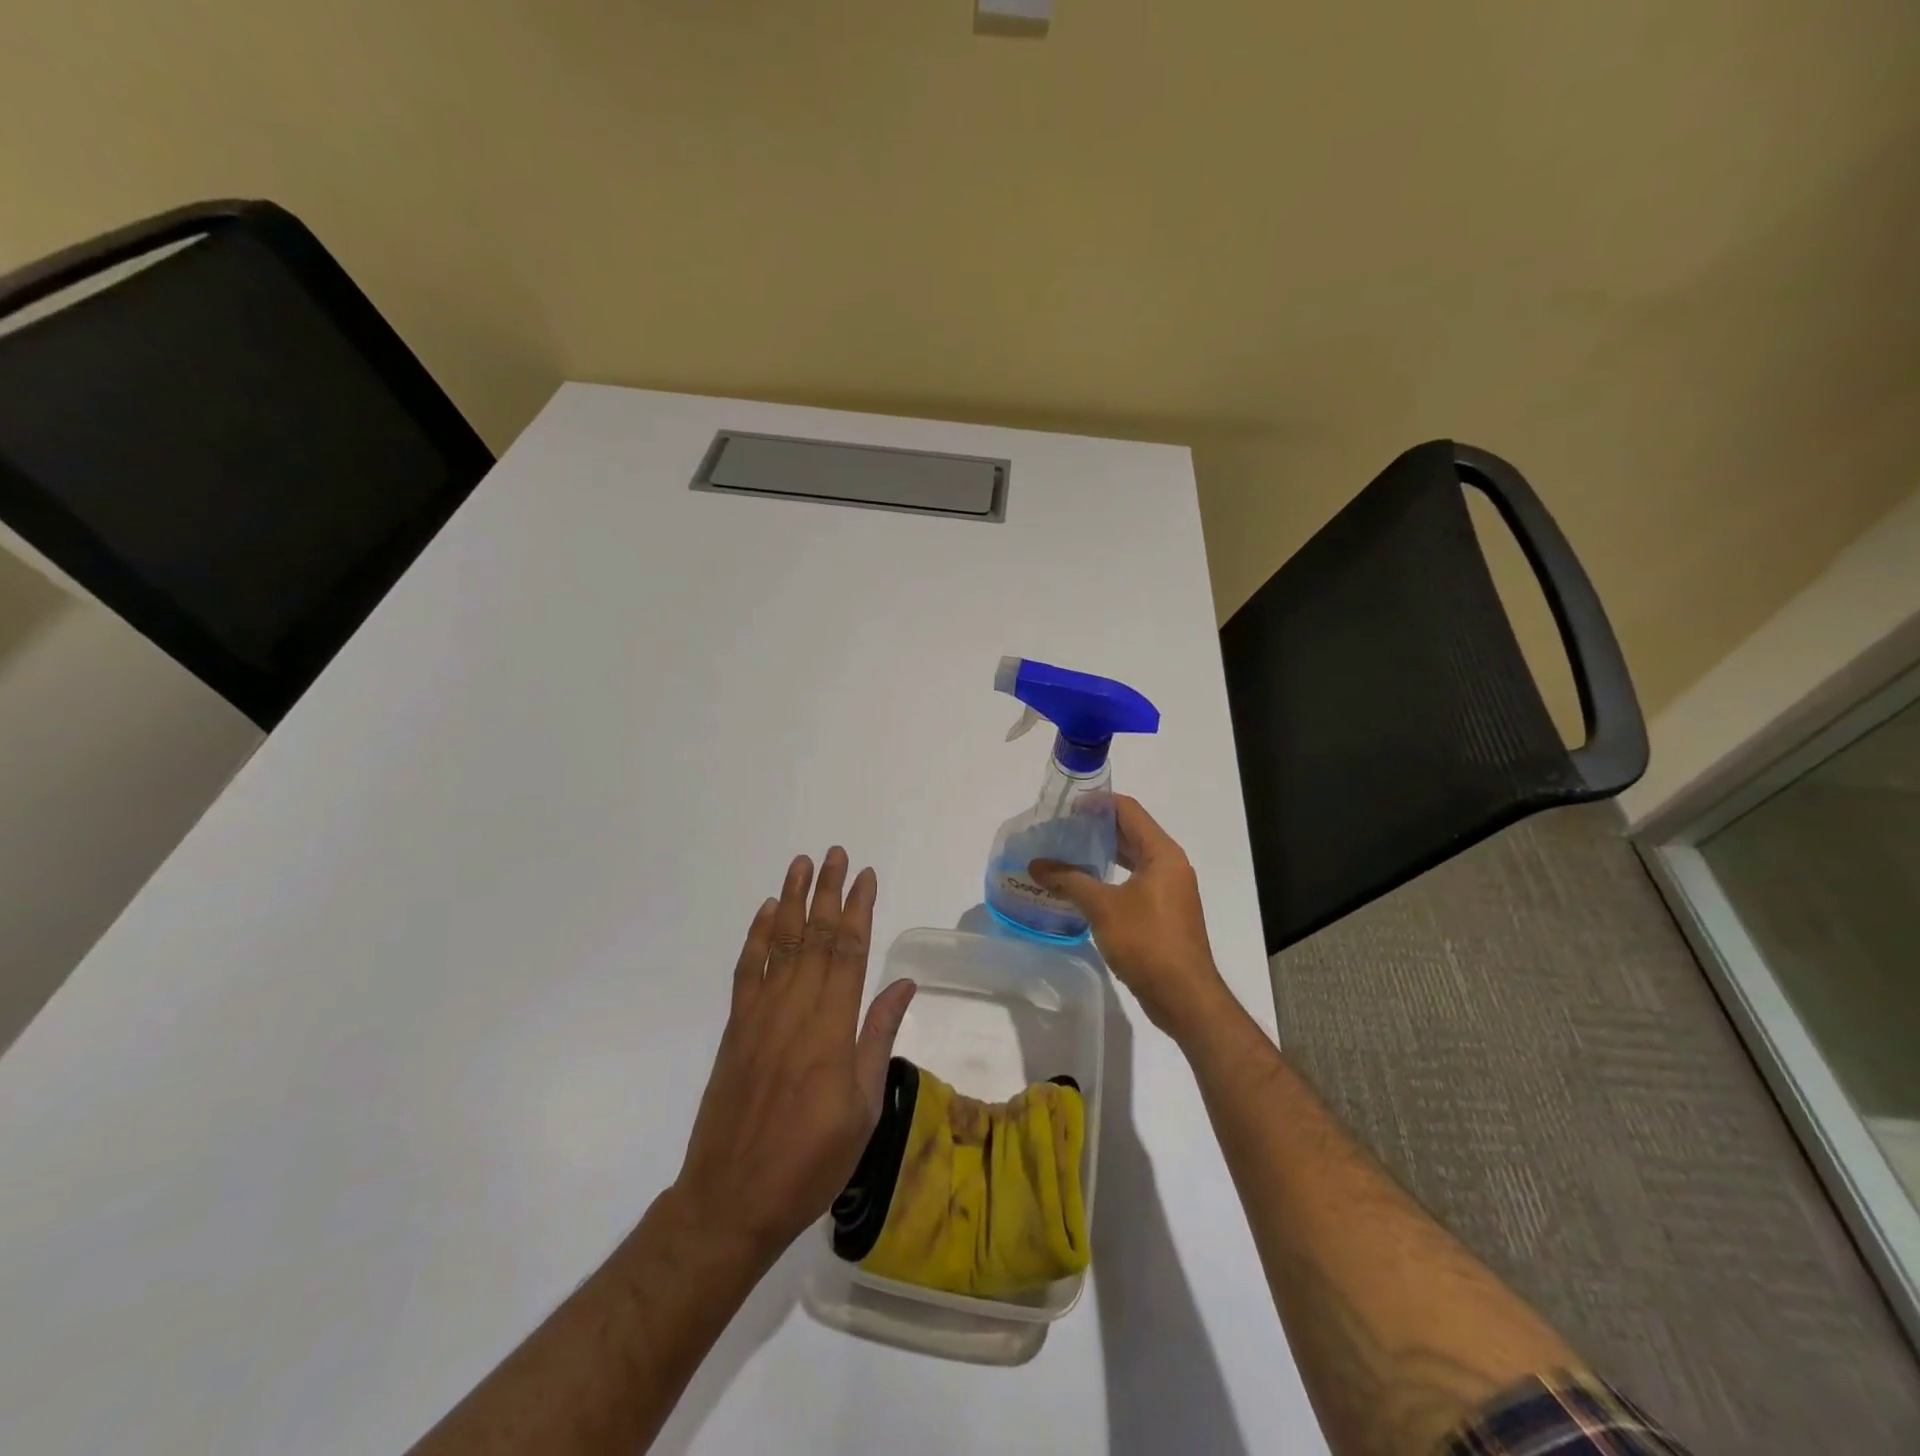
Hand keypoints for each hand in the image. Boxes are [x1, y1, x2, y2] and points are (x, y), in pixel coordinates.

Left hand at [672, 848, 916, 1264]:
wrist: (731, 1200)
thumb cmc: (811, 1161)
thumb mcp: (863, 1108)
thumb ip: (878, 1038)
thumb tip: (902, 985)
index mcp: (831, 1030)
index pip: (849, 953)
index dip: (859, 910)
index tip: (867, 877)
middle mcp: (795, 1010)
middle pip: (816, 938)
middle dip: (829, 892)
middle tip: (836, 854)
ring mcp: (760, 1016)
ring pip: (781, 944)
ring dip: (793, 900)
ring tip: (801, 864)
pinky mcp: (735, 1028)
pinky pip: (747, 971)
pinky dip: (757, 937)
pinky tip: (768, 912)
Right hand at [1031, 796, 1234, 1041]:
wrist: (1184, 997)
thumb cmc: (1147, 942)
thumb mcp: (1103, 907)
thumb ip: (1069, 880)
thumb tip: (1036, 865)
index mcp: (1162, 854)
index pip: (1129, 810)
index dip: (1098, 803)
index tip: (1066, 806)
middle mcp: (1170, 866)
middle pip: (1132, 832)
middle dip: (1096, 828)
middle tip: (1060, 829)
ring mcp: (1169, 891)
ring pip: (1133, 859)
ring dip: (1103, 854)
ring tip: (1066, 853)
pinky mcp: (1164, 913)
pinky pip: (1135, 882)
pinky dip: (1111, 877)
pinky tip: (1084, 887)